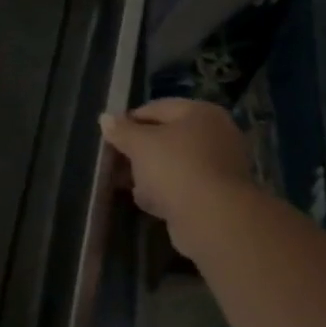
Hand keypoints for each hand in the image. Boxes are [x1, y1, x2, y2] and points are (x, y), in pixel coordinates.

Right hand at [99, 98, 252, 241]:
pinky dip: (166, 192)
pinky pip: (184, 186)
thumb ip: (121, 130)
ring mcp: (220, 166)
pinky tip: (148, 202)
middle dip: (139, 150)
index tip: (110, 138)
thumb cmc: (175, 168)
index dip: (129, 121)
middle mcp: (216, 135)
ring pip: (174, 164)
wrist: (213, 218)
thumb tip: (105, 118)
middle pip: (167, 137)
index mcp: (201, 113)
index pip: (156, 108)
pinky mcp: (218, 195)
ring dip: (150, 173)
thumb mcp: (139, 144)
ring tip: (128, 184)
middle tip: (116, 161)